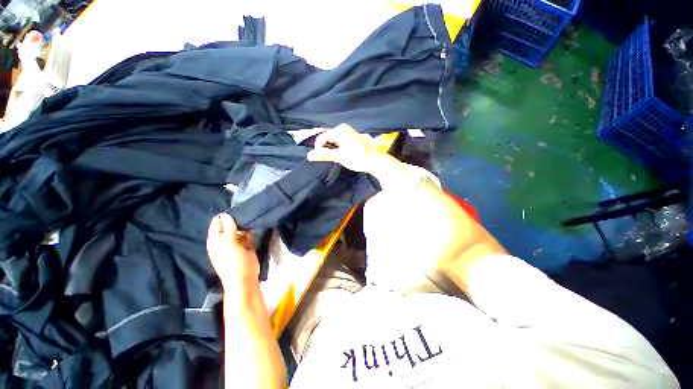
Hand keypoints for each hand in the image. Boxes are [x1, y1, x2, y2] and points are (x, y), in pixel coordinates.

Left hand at [207, 213, 259, 290]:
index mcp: (215, 241)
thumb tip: (225, 214)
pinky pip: (247, 235)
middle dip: (234, 220)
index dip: (223, 218)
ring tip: (249, 216)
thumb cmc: (232, 262)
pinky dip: (249, 230)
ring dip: (243, 225)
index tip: (233, 210)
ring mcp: (236, 243)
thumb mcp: (229, 244)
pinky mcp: (246, 245)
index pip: (216, 225)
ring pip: (238, 230)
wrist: (244, 278)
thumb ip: (228, 228)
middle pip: (228, 226)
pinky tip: (253, 224)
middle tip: (243, 211)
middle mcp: (224, 241)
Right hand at [307, 123, 380, 172]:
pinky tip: (344, 153)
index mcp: (340, 130)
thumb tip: (309, 155)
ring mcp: (350, 131)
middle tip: (330, 157)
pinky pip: (342, 139)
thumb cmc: (357, 158)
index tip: (320, 158)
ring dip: (333, 147)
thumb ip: (325, 155)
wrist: (376, 160)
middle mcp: (344, 128)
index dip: (319, 148)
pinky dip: (339, 146)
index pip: (322, 137)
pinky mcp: (355, 136)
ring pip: (335, 138)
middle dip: (326, 147)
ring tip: (337, 156)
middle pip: (329, 137)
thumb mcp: (340, 157)